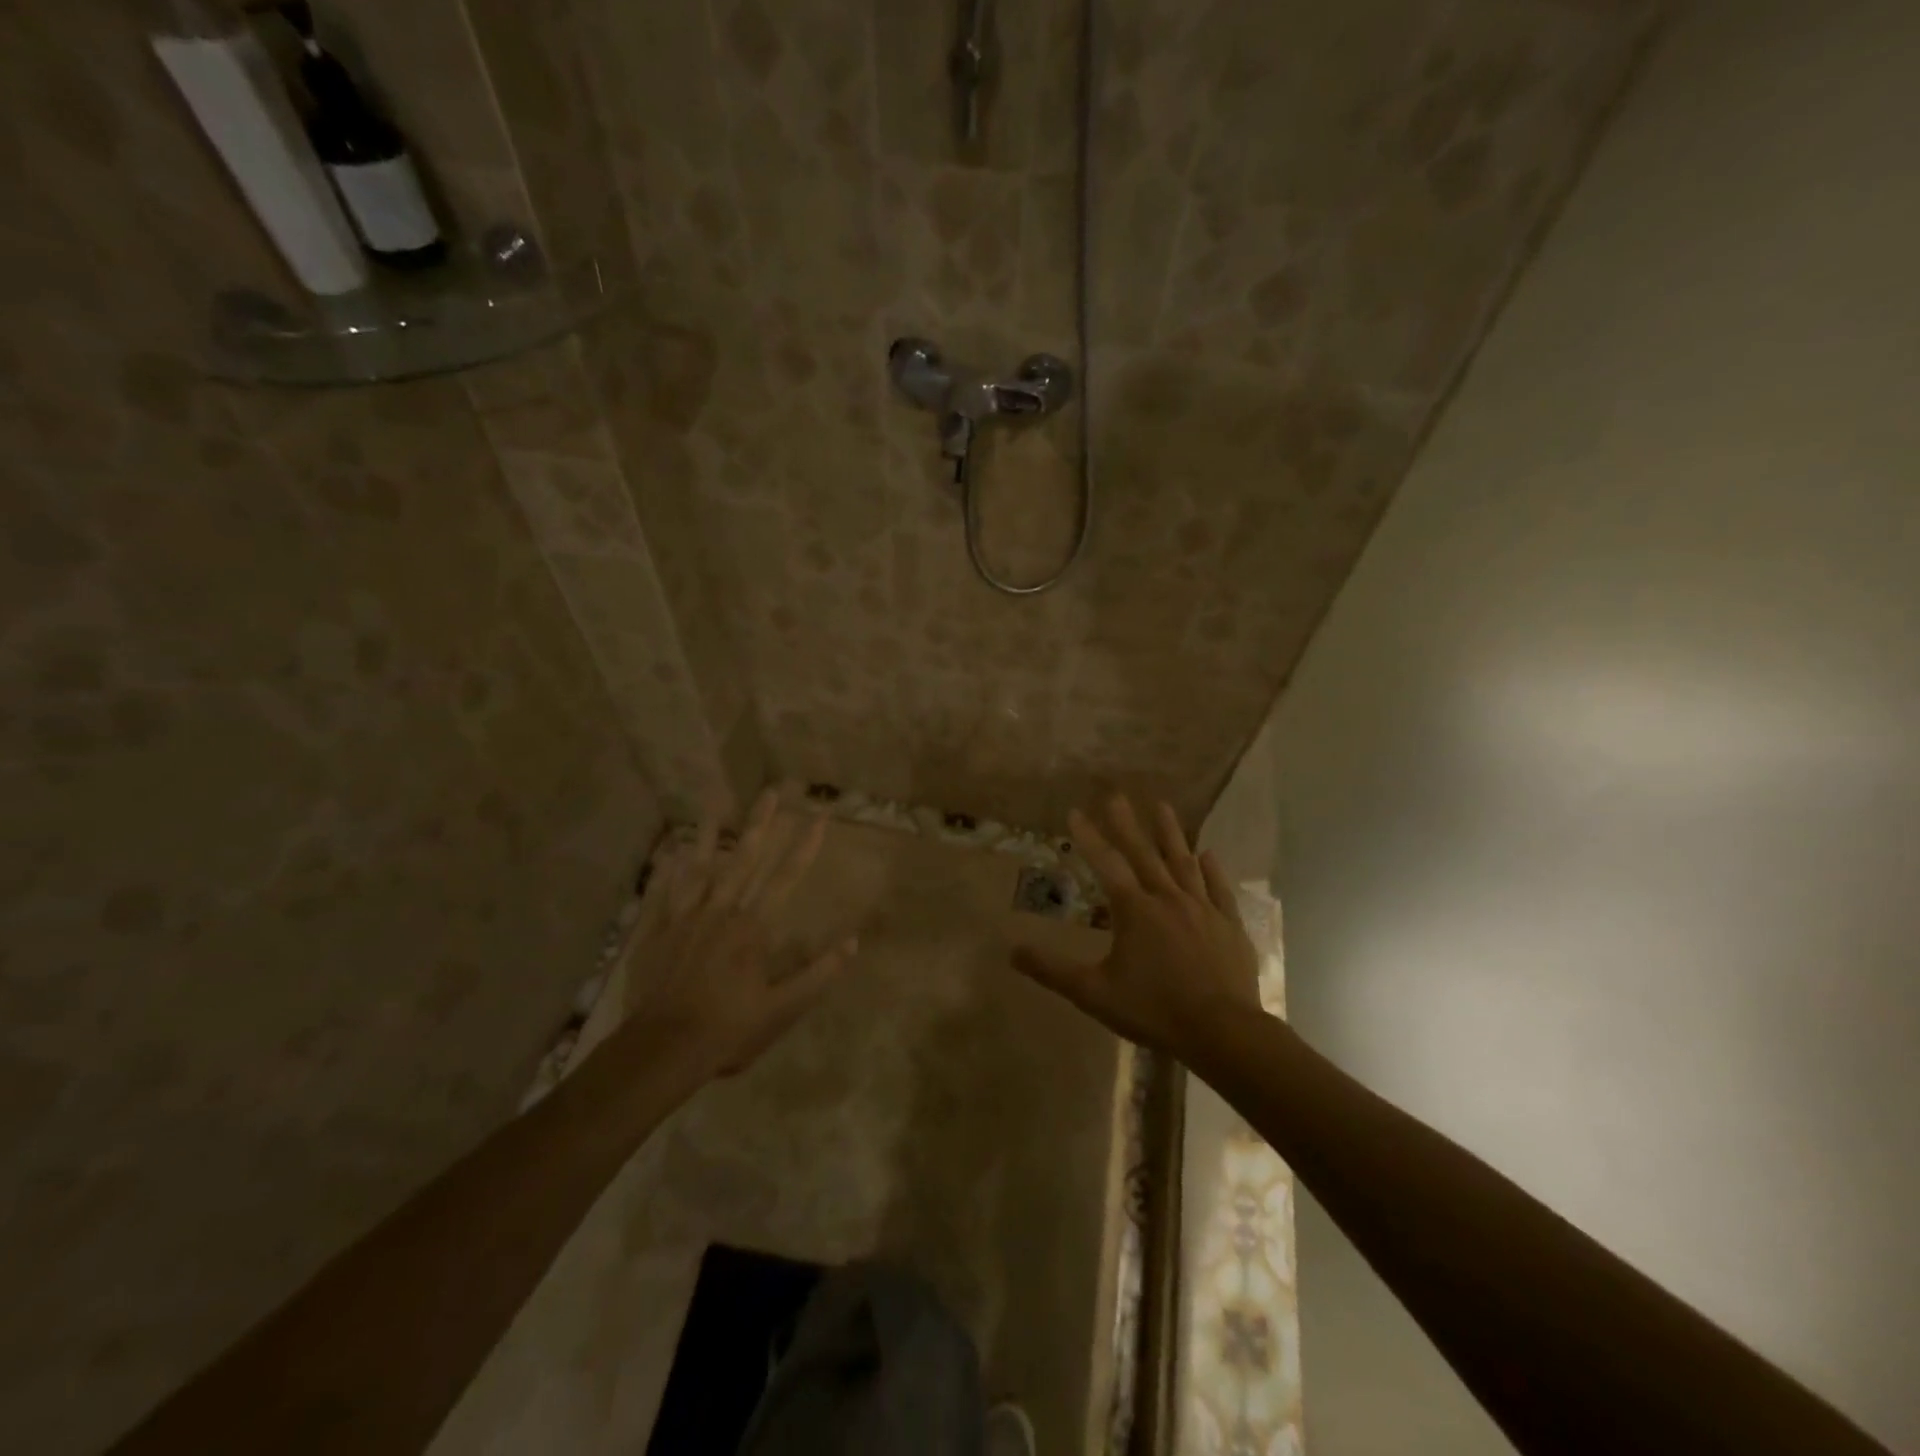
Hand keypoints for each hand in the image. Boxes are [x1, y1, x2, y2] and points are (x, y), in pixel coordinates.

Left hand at [624, 789, 857, 1077]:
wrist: (662, 1050)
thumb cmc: (729, 1030)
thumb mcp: (783, 1009)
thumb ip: (819, 973)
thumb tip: (853, 942)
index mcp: (753, 928)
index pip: (786, 877)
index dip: (806, 847)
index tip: (820, 818)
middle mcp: (721, 912)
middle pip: (744, 859)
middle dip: (760, 823)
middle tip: (771, 791)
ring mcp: (685, 919)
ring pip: (700, 868)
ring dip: (709, 835)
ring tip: (713, 806)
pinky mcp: (657, 933)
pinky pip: (664, 894)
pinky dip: (669, 872)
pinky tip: (670, 854)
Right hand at [1013, 796, 1262, 1057]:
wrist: (1223, 1032)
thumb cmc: (1153, 1010)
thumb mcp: (1094, 993)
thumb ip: (1052, 970)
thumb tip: (1012, 950)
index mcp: (1134, 910)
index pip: (1105, 864)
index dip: (1088, 836)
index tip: (1075, 810)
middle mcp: (1167, 898)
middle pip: (1144, 853)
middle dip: (1127, 822)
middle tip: (1117, 794)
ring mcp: (1202, 909)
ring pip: (1184, 862)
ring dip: (1171, 833)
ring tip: (1164, 806)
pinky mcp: (1229, 925)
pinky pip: (1219, 889)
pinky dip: (1212, 870)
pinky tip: (1208, 854)